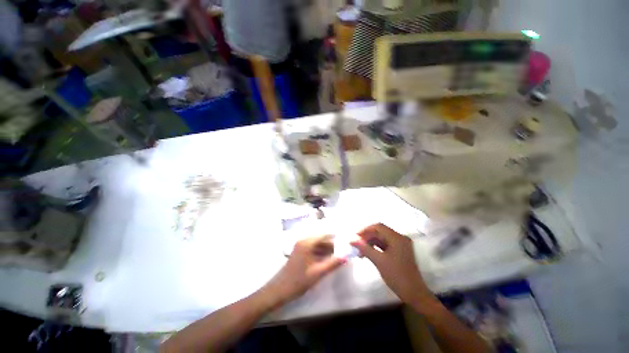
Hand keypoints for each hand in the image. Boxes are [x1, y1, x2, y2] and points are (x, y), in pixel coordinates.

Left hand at [263, 235, 346, 304]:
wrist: (279, 290)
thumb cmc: (298, 281)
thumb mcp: (318, 273)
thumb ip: (333, 263)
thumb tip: (346, 256)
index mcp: (307, 242)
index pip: (324, 234)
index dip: (335, 237)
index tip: (345, 242)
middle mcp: (304, 241)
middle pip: (321, 239)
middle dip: (332, 244)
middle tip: (344, 250)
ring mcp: (301, 246)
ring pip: (317, 244)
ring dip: (327, 249)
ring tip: (338, 255)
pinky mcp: (300, 252)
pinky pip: (313, 248)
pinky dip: (321, 252)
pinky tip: (328, 259)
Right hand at [351, 223, 433, 304]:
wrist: (414, 294)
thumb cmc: (397, 276)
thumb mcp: (379, 261)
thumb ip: (365, 248)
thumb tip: (352, 239)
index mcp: (397, 238)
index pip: (378, 227)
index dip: (365, 230)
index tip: (355, 237)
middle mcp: (400, 238)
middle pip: (380, 232)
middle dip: (367, 237)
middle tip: (356, 245)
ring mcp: (401, 245)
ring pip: (381, 239)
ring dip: (370, 243)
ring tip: (360, 252)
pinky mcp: (400, 251)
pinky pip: (385, 245)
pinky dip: (376, 248)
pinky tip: (368, 254)